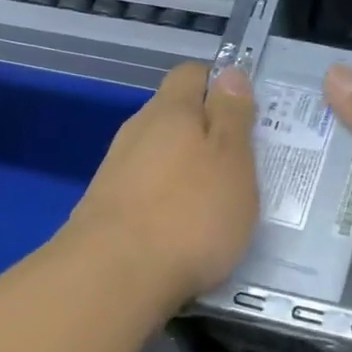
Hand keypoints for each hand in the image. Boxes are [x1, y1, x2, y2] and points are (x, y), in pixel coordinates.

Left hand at [65, 63, 259, 306]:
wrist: (113, 278)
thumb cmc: (189, 214)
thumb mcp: (232, 161)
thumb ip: (232, 116)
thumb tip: (231, 73)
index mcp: (171, 110)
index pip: (193, 74)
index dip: (221, 86)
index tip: (247, 115)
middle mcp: (137, 131)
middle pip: (174, 116)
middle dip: (206, 133)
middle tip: (240, 165)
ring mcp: (115, 170)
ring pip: (158, 155)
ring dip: (186, 170)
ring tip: (215, 204)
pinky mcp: (104, 208)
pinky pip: (144, 190)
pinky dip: (166, 201)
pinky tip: (181, 231)